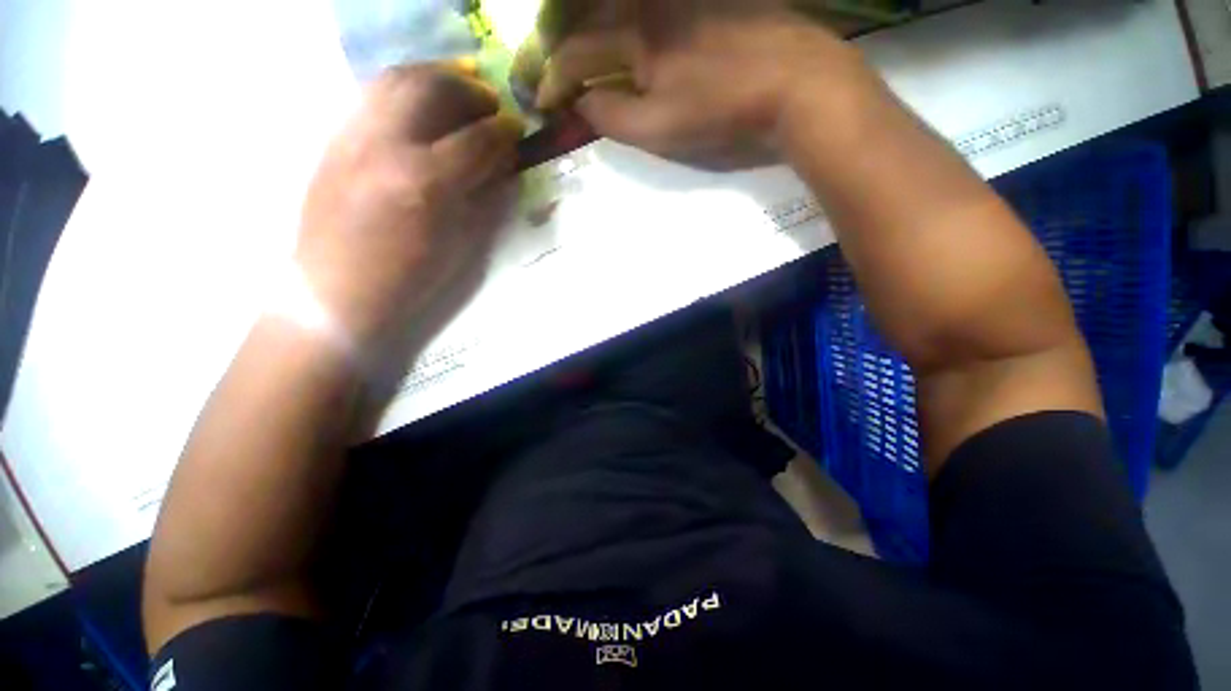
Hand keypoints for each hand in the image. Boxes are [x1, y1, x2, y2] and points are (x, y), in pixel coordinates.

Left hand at [295, 61, 523, 353]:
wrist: (327, 298)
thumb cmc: (396, 284)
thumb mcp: (455, 246)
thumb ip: (484, 191)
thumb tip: (503, 155)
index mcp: (424, 182)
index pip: (480, 135)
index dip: (505, 129)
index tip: (513, 130)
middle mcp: (387, 147)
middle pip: (436, 87)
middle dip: (468, 90)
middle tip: (482, 104)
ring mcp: (354, 139)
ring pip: (398, 79)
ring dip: (433, 78)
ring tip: (448, 93)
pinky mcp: (335, 142)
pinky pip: (370, 96)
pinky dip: (399, 90)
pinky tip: (410, 107)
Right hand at [535, 1, 863, 169]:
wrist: (816, 89)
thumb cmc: (733, 111)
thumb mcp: (660, 129)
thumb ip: (608, 115)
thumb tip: (583, 102)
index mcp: (634, 31)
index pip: (573, 55)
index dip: (553, 82)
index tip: (546, 105)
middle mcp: (656, 4)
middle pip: (599, 23)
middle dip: (578, 54)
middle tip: (573, 82)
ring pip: (635, 13)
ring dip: (614, 37)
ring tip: (613, 65)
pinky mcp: (726, 0)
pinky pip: (671, 11)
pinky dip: (654, 28)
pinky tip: (664, 47)